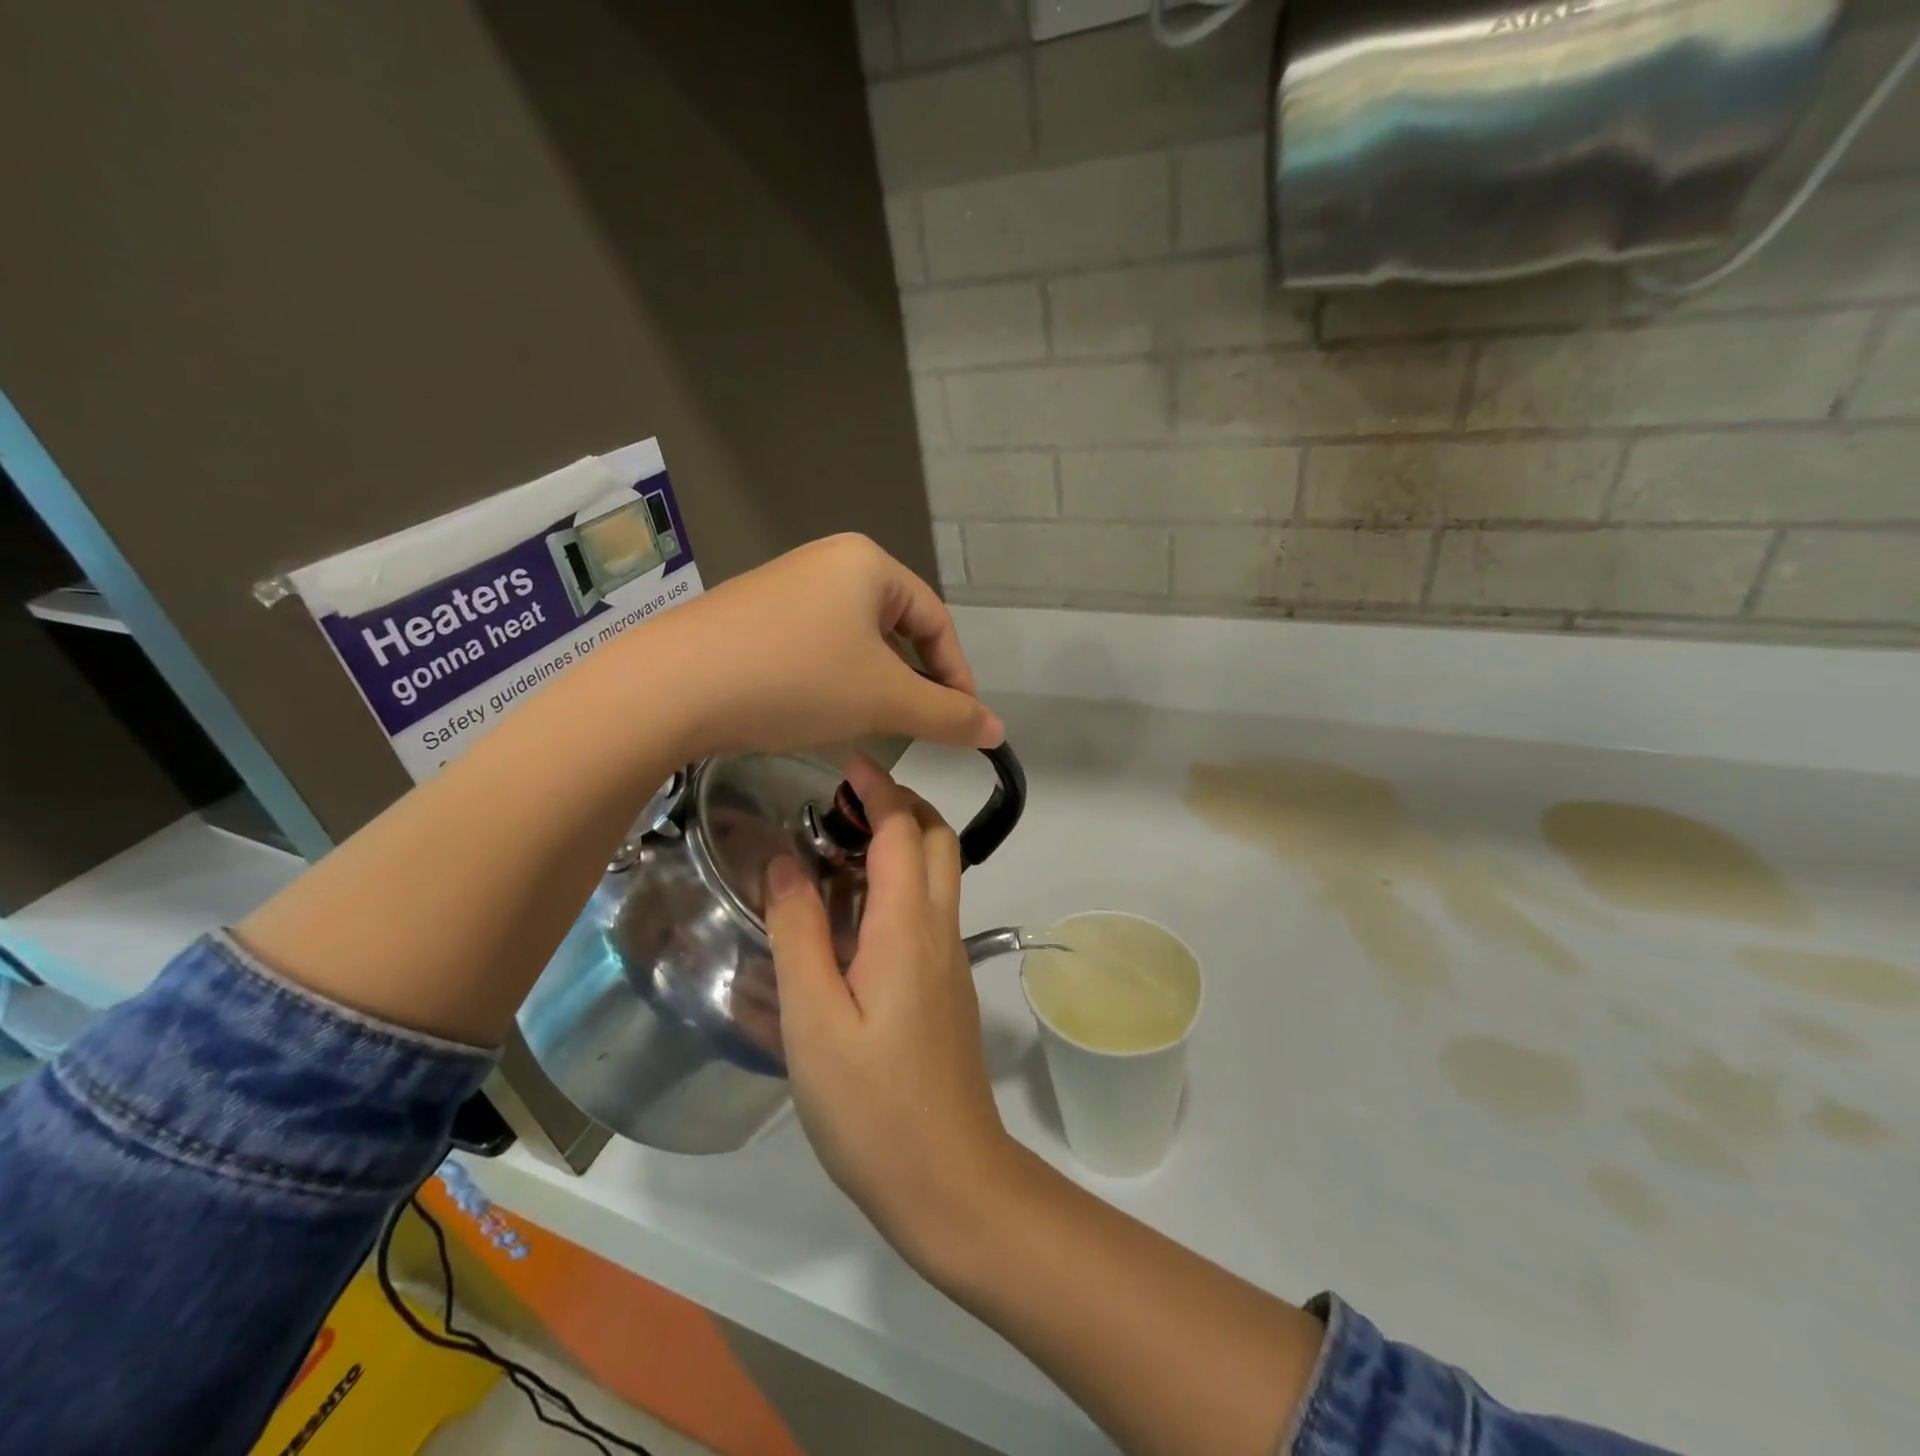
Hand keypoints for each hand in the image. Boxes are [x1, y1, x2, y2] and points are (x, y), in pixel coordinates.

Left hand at [649, 534, 1002, 758]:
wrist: (672, 686)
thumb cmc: (797, 680)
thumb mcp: (884, 700)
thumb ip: (948, 715)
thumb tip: (997, 731)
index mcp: (868, 563)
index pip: (936, 620)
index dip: (957, 674)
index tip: (962, 723)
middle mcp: (826, 561)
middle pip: (895, 627)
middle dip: (911, 680)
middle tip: (916, 725)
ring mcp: (782, 586)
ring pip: (852, 639)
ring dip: (871, 682)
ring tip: (868, 723)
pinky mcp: (749, 615)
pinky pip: (812, 645)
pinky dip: (830, 679)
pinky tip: (815, 710)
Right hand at [763, 757, 1013, 1258]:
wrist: (948, 1179)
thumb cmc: (871, 1103)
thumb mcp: (814, 1018)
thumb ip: (798, 932)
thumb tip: (783, 860)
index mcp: (908, 926)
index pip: (903, 828)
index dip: (878, 786)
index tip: (845, 759)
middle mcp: (939, 928)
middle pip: (936, 838)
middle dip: (900, 803)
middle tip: (842, 799)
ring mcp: (949, 956)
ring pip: (938, 871)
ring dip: (902, 839)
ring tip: (838, 843)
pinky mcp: (946, 984)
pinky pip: (929, 908)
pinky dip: (900, 880)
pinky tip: (852, 909)